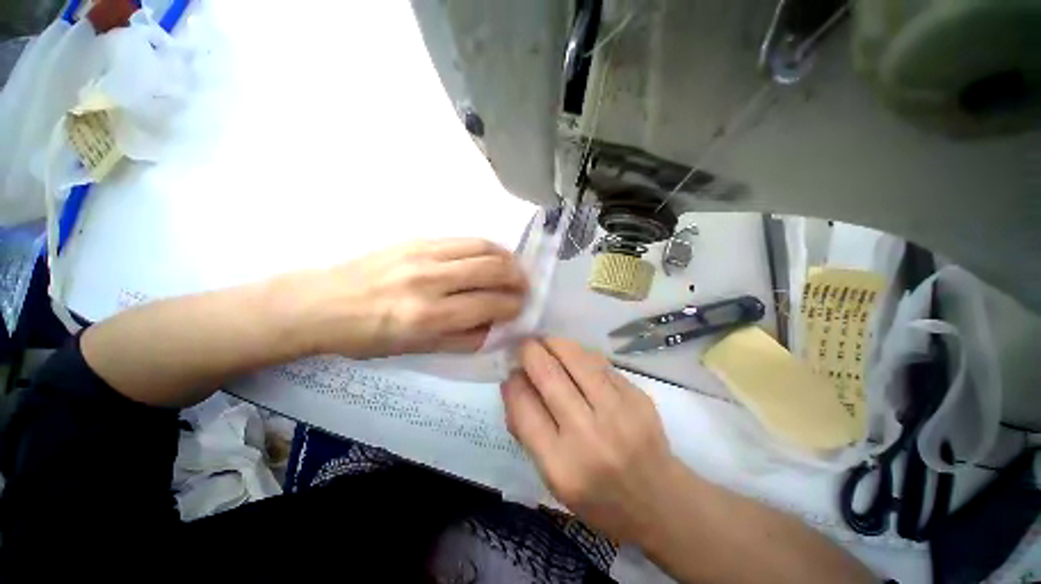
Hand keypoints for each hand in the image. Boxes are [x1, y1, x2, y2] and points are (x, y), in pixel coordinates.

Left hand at [276, 239, 526, 358]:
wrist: (321, 302)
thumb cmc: (366, 336)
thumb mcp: (415, 350)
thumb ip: (461, 340)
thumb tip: (494, 328)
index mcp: (428, 317)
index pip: (488, 305)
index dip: (512, 306)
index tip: (521, 308)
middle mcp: (430, 281)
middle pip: (492, 270)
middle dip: (517, 279)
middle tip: (524, 287)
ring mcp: (424, 254)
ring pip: (483, 248)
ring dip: (507, 259)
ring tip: (514, 269)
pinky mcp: (417, 240)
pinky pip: (464, 240)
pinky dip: (487, 247)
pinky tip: (492, 256)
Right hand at [501, 338, 686, 542]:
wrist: (659, 502)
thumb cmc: (597, 497)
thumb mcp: (551, 478)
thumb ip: (527, 430)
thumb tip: (514, 382)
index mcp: (560, 465)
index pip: (524, 406)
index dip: (512, 381)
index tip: (510, 370)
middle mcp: (589, 435)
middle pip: (548, 375)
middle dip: (530, 351)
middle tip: (524, 344)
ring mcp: (618, 412)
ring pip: (576, 358)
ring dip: (555, 343)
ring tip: (546, 341)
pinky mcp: (637, 396)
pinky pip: (599, 363)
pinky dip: (580, 354)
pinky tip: (573, 356)